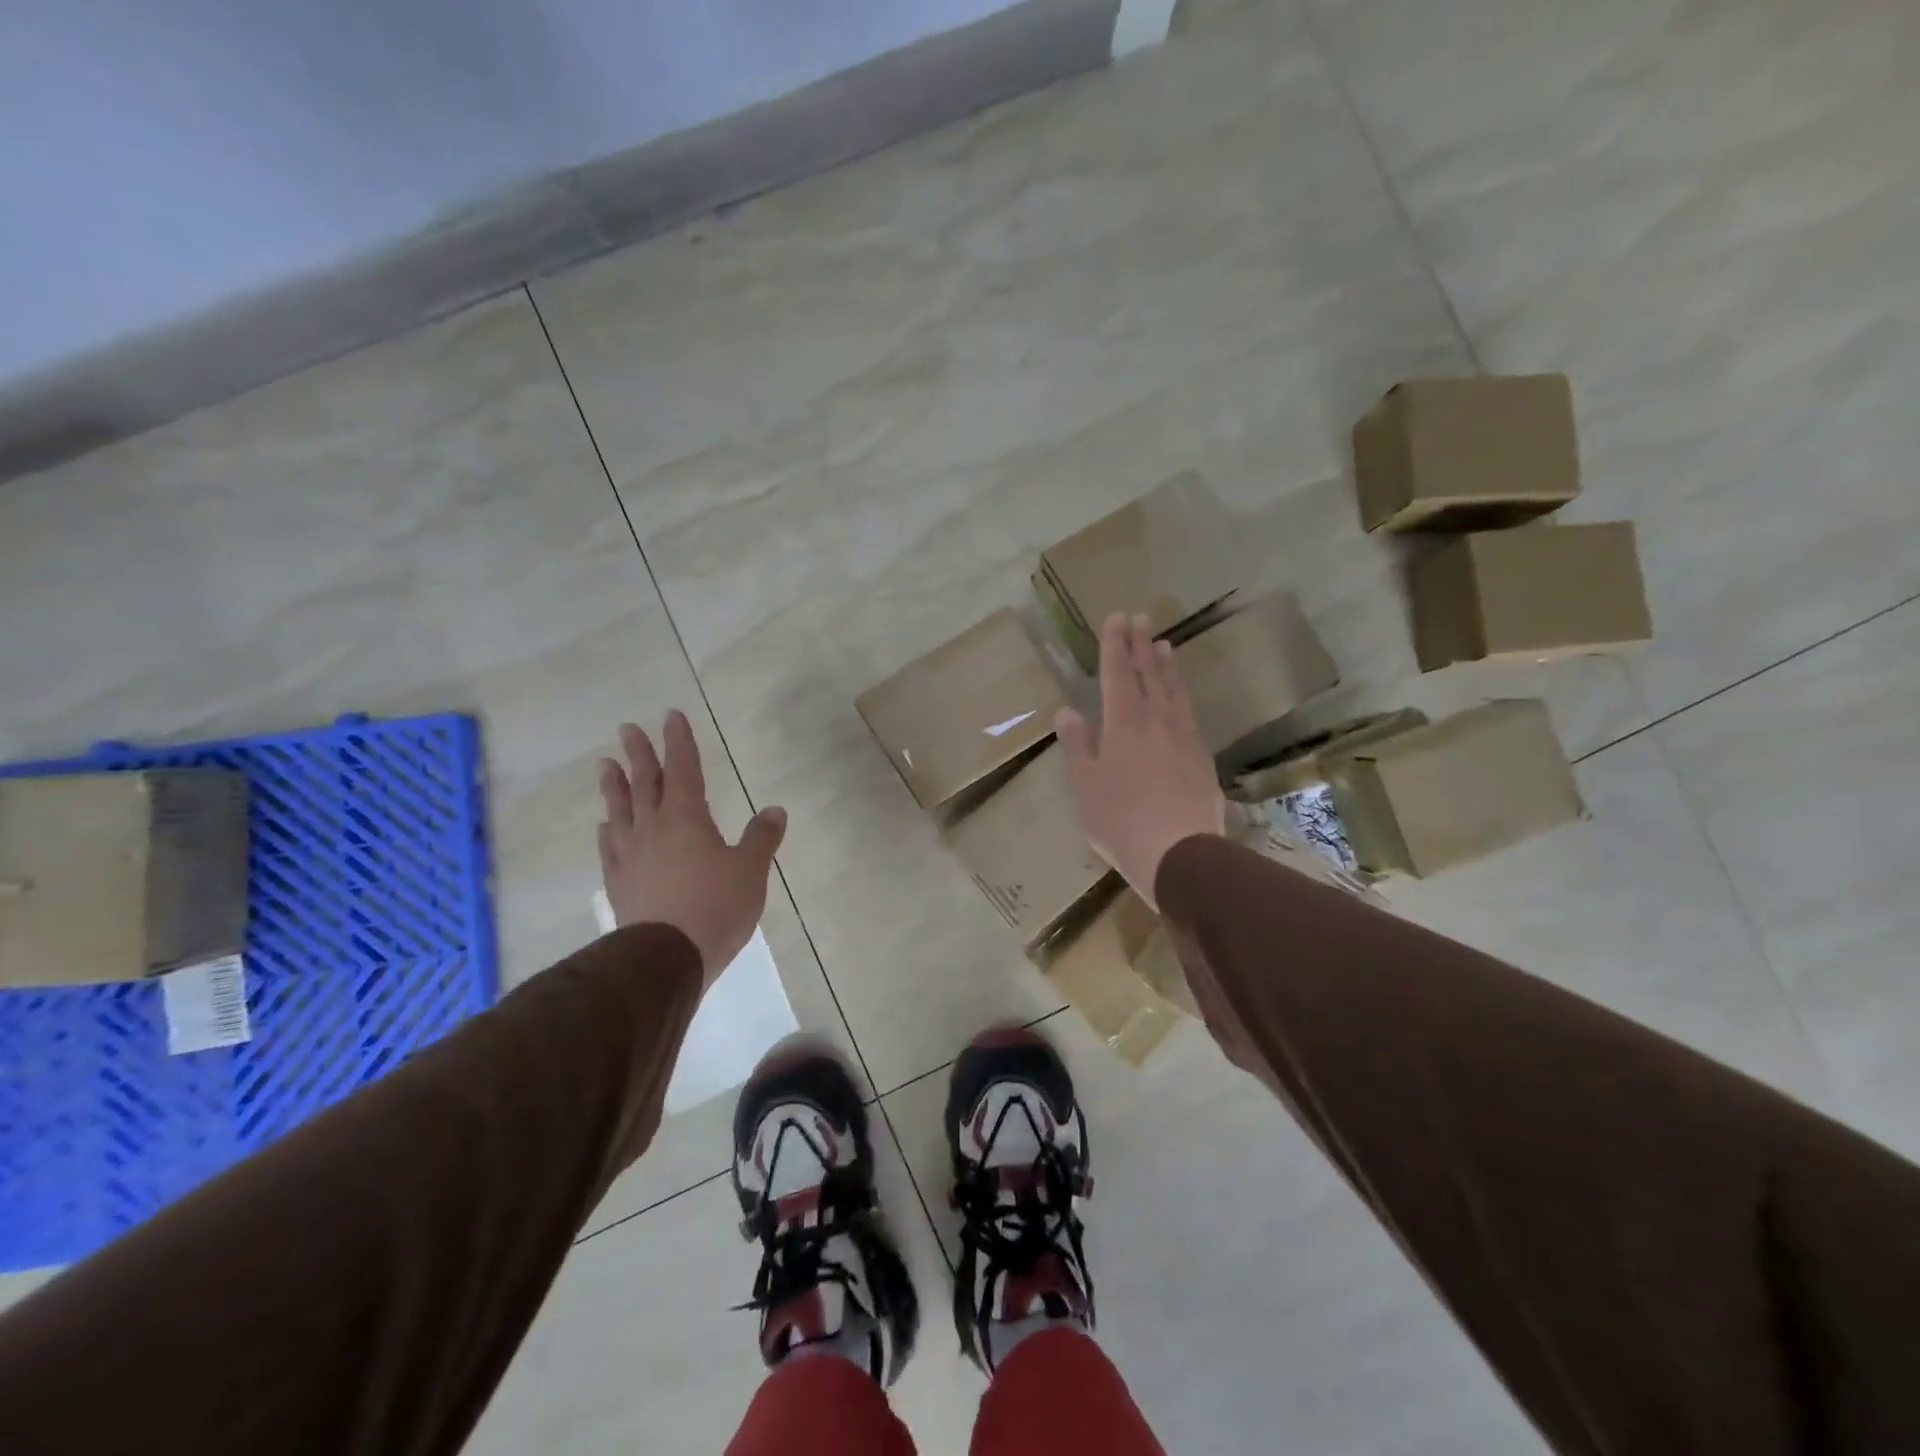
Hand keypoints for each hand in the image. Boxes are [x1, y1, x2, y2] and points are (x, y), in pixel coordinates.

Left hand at [597, 712, 787, 985]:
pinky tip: (604, 826)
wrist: (666, 958)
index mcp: (687, 818)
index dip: (679, 742)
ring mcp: (631, 857)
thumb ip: (761, 838)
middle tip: (627, 728)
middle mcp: (653, 829)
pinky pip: (610, 848)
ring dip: (614, 786)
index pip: (683, 769)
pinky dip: (608, 832)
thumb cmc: (716, 907)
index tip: (671, 716)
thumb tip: (775, 809)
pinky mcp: (619, 884)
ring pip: (620, 811)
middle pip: (645, 783)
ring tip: (605, 765)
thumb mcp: (750, 870)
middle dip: (640, 754)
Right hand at [1057, 613, 1225, 909]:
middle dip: (1140, 645)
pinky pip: (1189, 713)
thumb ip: (1077, 745)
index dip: (1115, 645)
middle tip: (1138, 618)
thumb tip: (1067, 711)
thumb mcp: (1085, 785)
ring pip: (1174, 691)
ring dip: (1166, 666)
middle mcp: (1156, 721)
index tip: (1116, 618)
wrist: (1180, 853)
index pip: (1118, 674)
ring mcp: (1183, 737)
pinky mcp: (1201, 757)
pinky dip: (1182, 694)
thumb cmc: (1120, 820)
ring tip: (1163, 645)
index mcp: (1123, 724)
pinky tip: (1181, 696)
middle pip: (1149, 674)